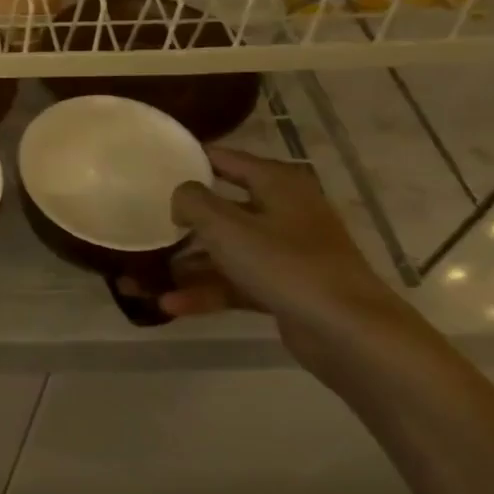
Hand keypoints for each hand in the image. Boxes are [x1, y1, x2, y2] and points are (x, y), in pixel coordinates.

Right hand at [166, 148, 425, 378]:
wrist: (351, 334)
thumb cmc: (286, 265)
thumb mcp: (226, 226)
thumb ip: (192, 201)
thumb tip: (180, 197)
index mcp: (276, 183)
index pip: (224, 159)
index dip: (188, 161)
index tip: (150, 168)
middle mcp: (283, 211)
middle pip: (221, 208)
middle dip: (180, 222)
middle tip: (142, 225)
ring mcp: (286, 252)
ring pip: (225, 250)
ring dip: (186, 265)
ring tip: (141, 279)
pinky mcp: (284, 287)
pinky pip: (236, 282)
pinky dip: (207, 292)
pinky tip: (171, 305)